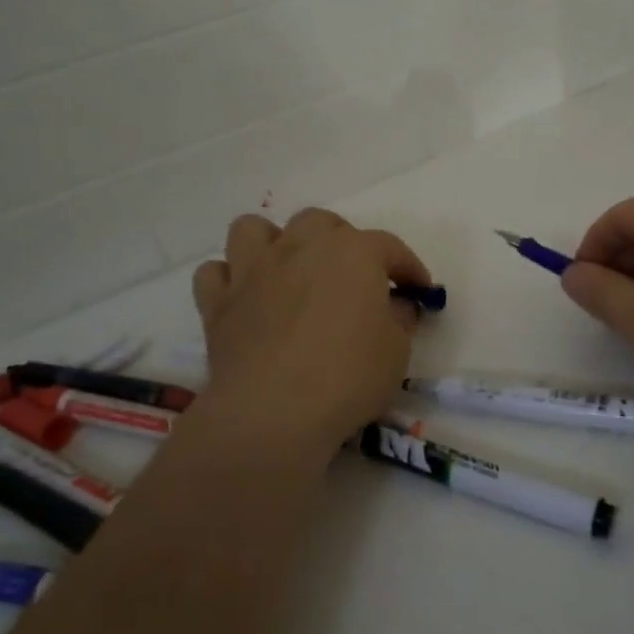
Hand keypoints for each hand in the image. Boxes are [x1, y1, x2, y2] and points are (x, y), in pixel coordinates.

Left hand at [191, 208, 430, 461]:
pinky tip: (245, 299)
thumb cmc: (348, 376)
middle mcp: (300, 247)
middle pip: (321, 223)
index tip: (419, 289)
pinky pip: (215, 273)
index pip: (389, 246)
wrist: (274, 411)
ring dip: (273, 243)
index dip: (408, 267)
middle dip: (341, 242)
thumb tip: (397, 305)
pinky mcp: (218, 303)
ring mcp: (254, 270)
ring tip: (288, 271)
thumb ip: (400, 318)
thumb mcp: (397, 351)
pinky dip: (229, 280)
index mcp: (352, 253)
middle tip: (354, 278)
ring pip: (255, 229)